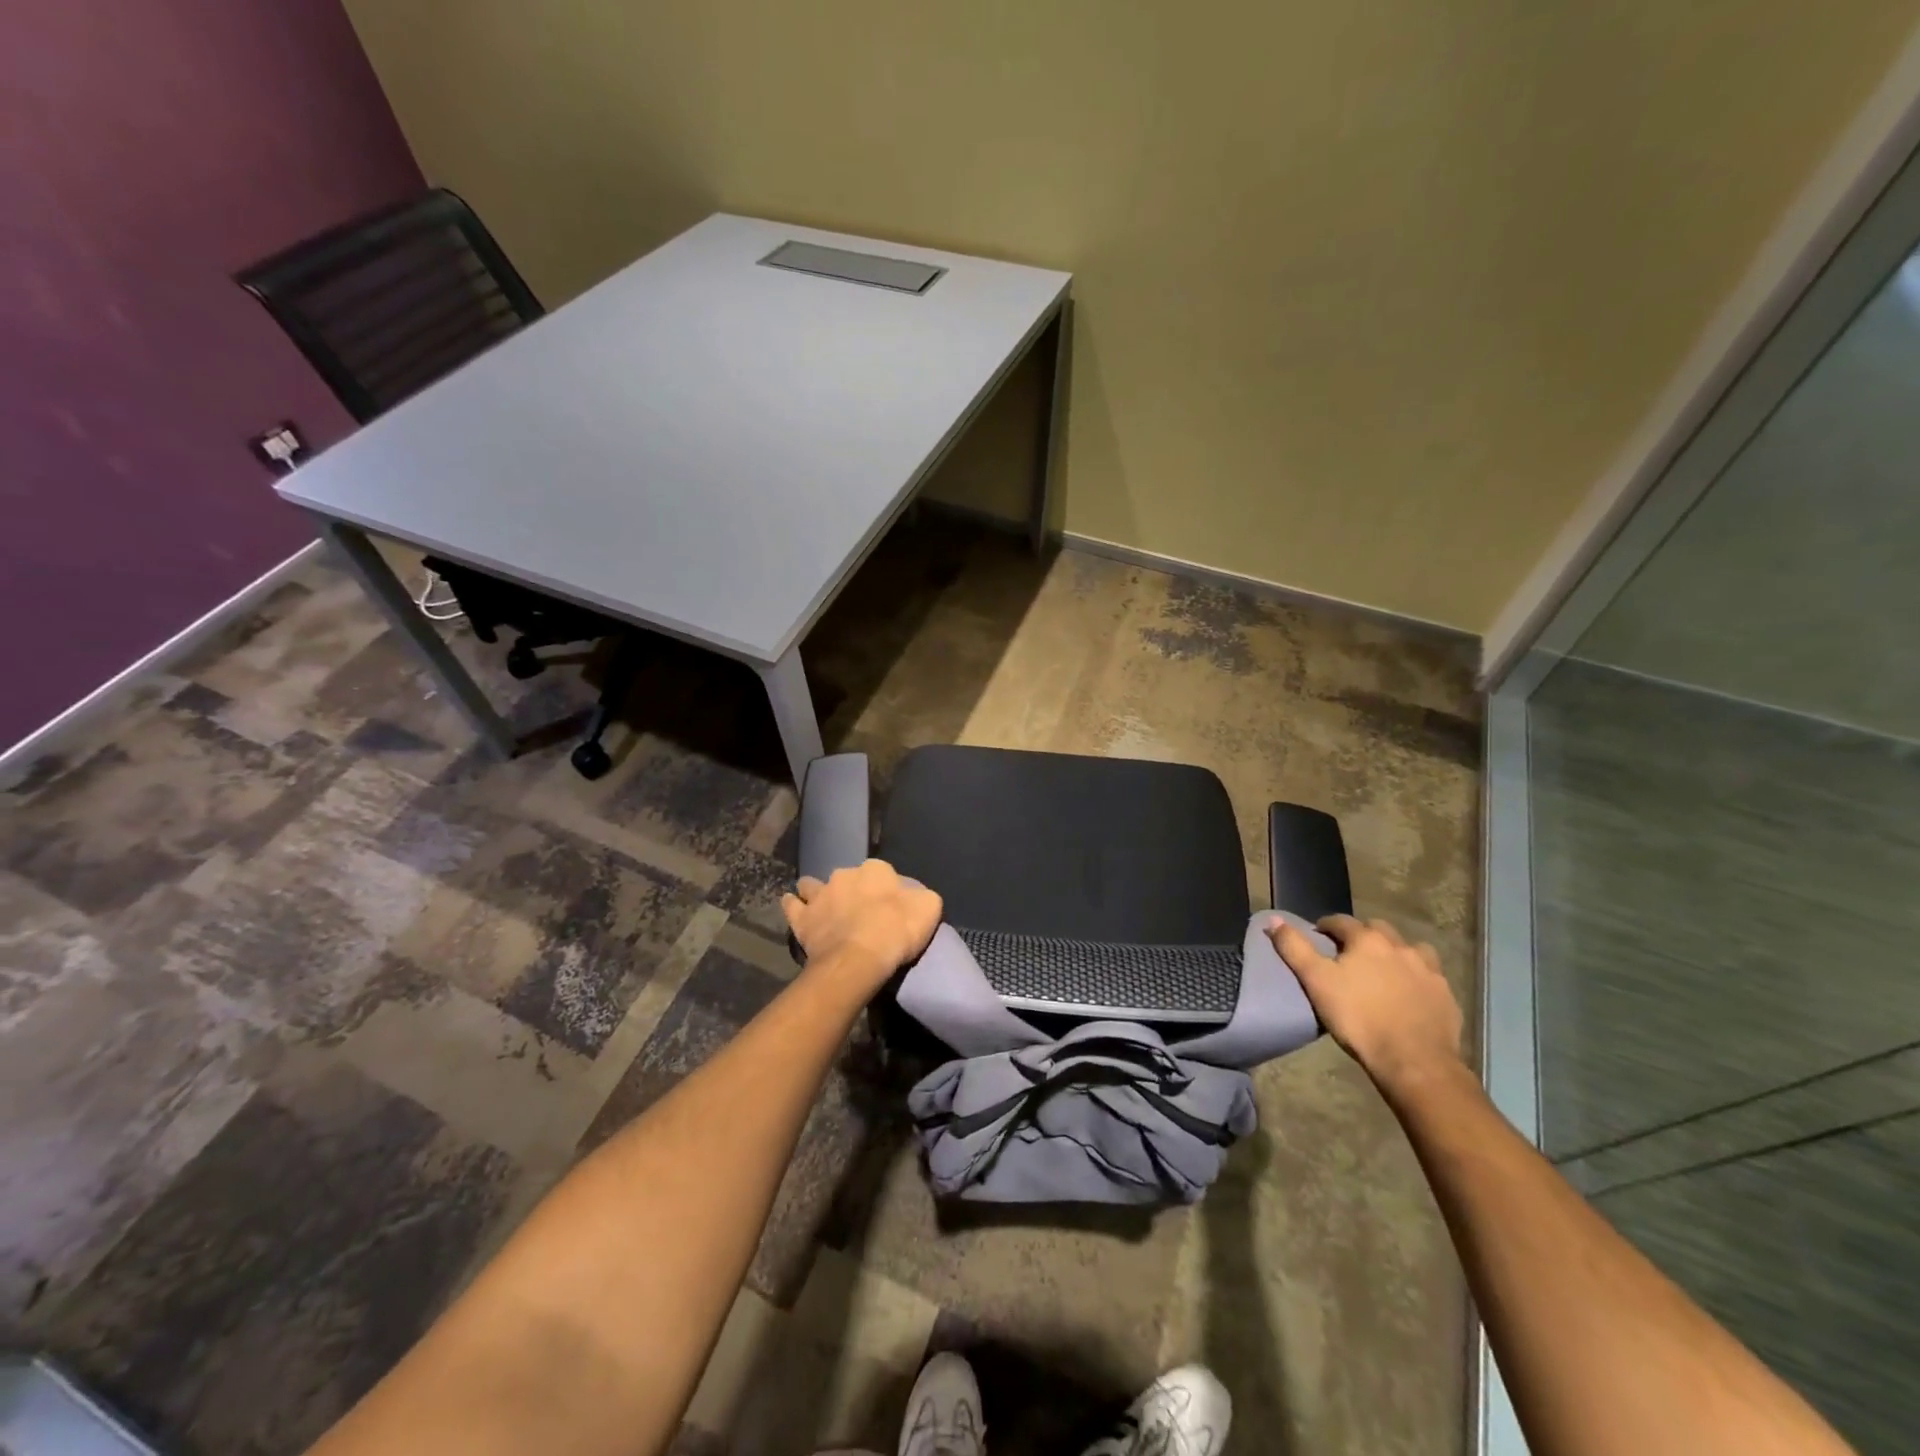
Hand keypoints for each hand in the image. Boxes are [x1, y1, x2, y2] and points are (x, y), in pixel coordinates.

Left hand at [782, 860, 942, 988]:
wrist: (859, 958)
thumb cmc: (897, 931)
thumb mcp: (929, 909)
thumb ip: (922, 897)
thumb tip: (914, 897)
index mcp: (876, 870)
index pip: (883, 873)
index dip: (885, 890)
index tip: (889, 908)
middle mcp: (845, 874)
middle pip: (849, 878)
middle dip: (852, 890)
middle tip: (860, 913)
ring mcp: (820, 894)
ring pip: (814, 885)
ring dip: (818, 892)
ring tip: (825, 908)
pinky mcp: (802, 917)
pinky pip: (792, 905)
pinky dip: (794, 906)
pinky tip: (796, 909)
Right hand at [1270, 914, 1463, 1094]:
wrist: (1414, 1061)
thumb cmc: (1358, 1018)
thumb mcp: (1315, 981)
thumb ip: (1293, 948)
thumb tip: (1274, 919)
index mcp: (1367, 940)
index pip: (1341, 921)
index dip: (1326, 927)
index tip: (1317, 938)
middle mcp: (1401, 947)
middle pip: (1378, 929)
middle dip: (1362, 936)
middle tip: (1349, 955)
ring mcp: (1428, 970)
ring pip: (1410, 949)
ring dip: (1395, 952)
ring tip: (1383, 971)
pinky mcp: (1446, 995)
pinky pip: (1429, 976)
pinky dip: (1416, 977)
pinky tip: (1409, 994)